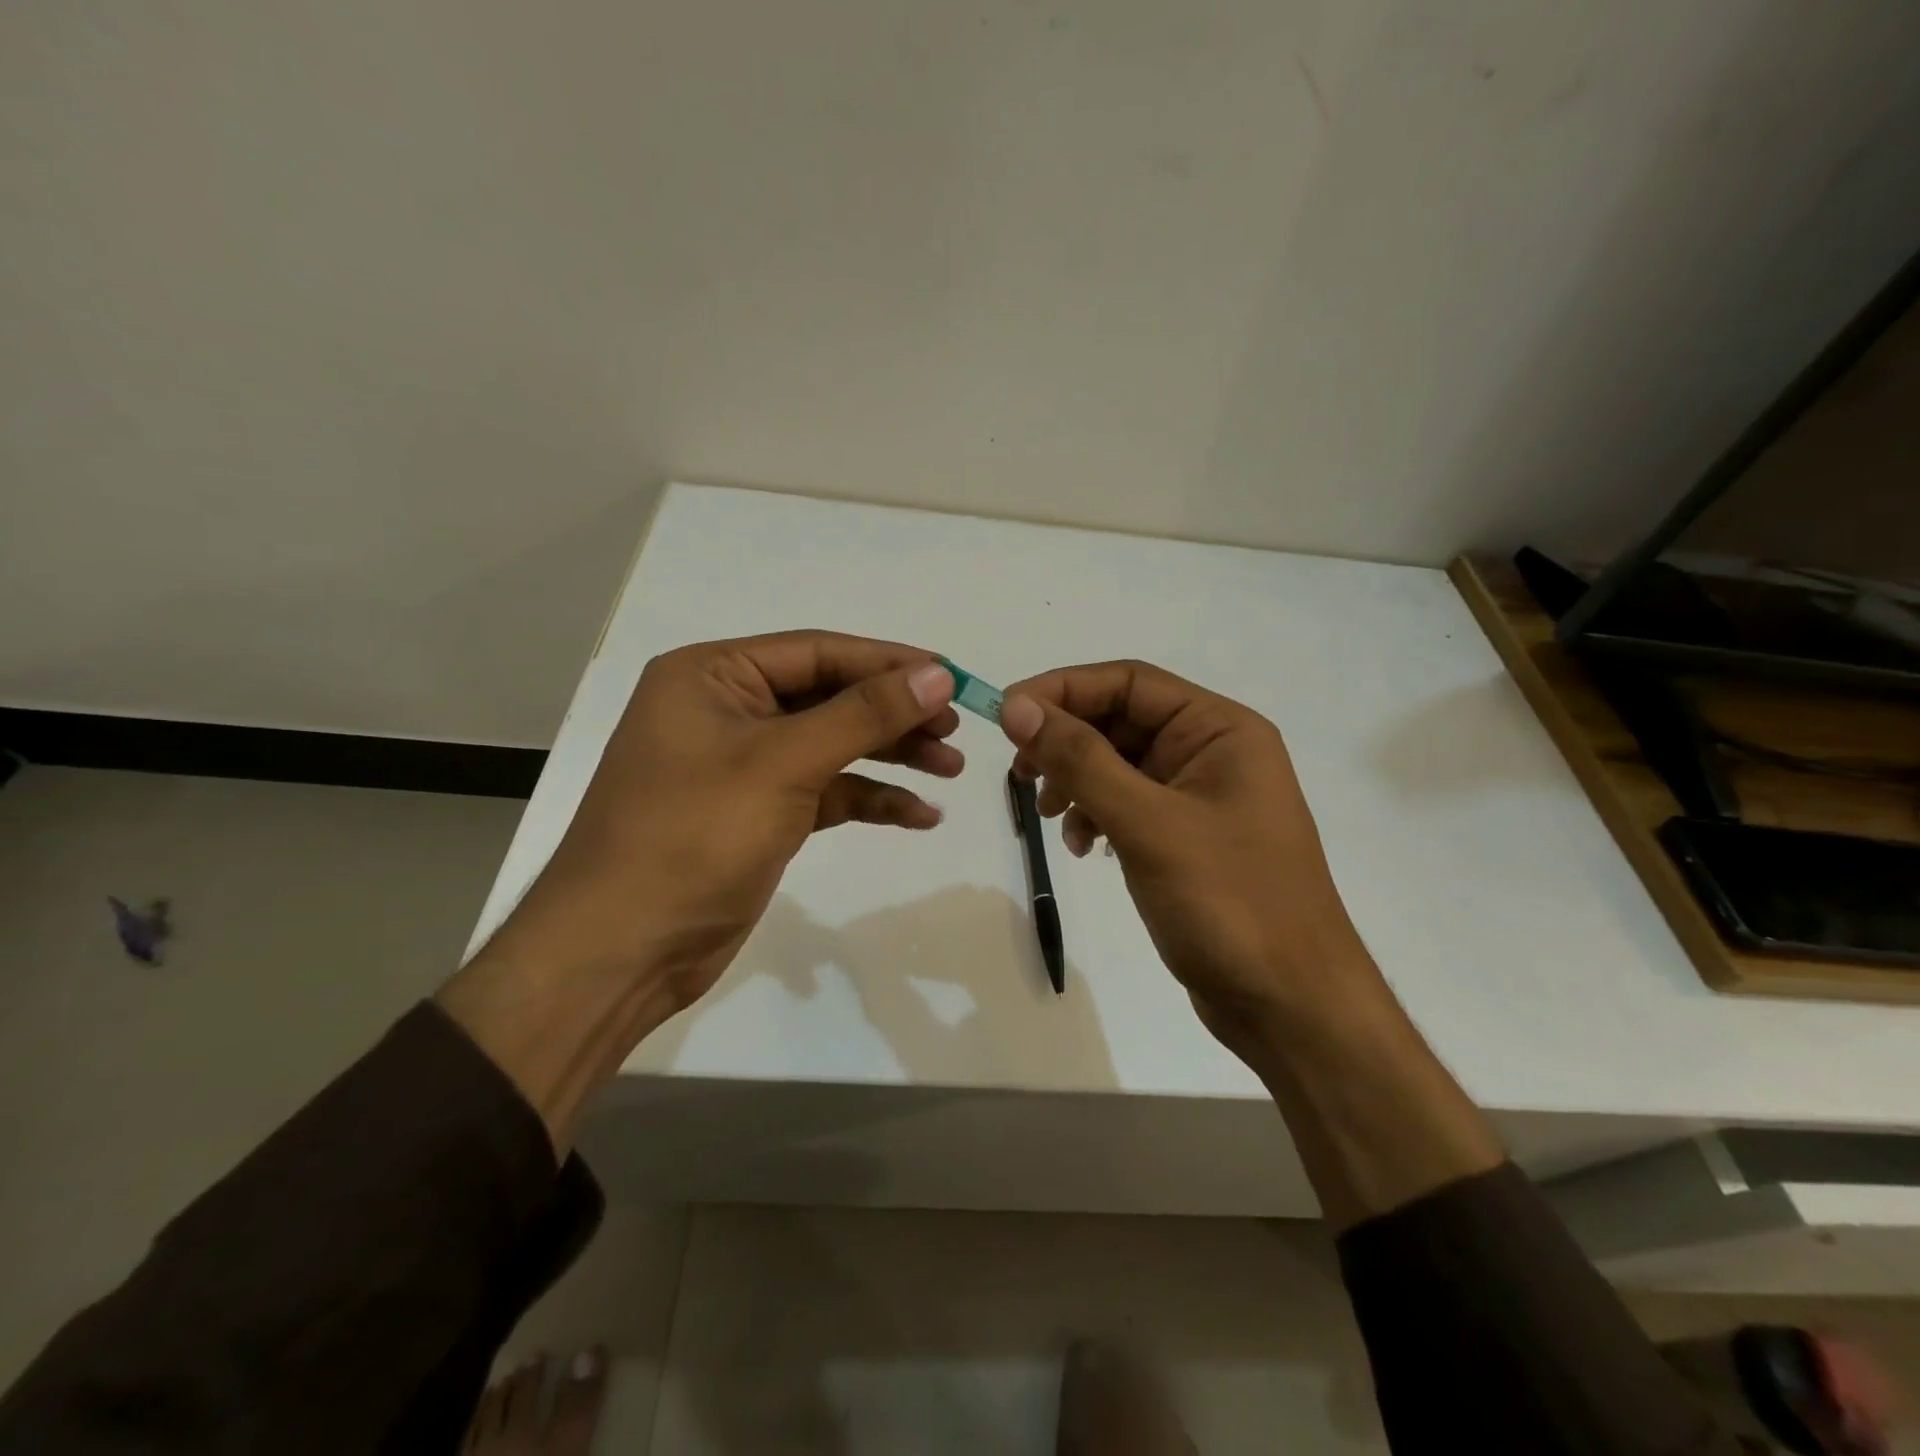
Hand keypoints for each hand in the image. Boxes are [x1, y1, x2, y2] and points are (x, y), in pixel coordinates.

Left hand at [482, 631, 959, 1017]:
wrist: (623, 951)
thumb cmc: (693, 836)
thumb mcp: (783, 764)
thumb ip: (863, 714)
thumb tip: (936, 673)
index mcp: (713, 676)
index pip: (818, 652)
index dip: (889, 663)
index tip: (952, 677)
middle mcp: (727, 710)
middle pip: (830, 697)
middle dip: (895, 714)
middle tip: (955, 728)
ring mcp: (744, 765)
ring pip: (833, 745)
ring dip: (891, 755)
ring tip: (952, 768)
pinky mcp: (760, 813)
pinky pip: (826, 791)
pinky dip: (869, 799)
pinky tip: (919, 815)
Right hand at [997, 661, 1378, 1061]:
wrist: (1290, 1006)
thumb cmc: (1228, 903)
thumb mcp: (1147, 824)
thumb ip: (1080, 760)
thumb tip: (1017, 706)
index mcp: (1219, 729)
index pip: (1128, 682)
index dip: (1062, 689)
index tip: (1005, 715)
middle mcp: (1212, 751)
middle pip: (1121, 721)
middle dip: (1066, 743)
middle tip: (1020, 774)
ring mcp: (1200, 797)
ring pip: (1119, 764)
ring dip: (1077, 782)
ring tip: (1053, 819)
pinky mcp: (1187, 838)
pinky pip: (1128, 804)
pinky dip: (1097, 816)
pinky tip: (1084, 848)